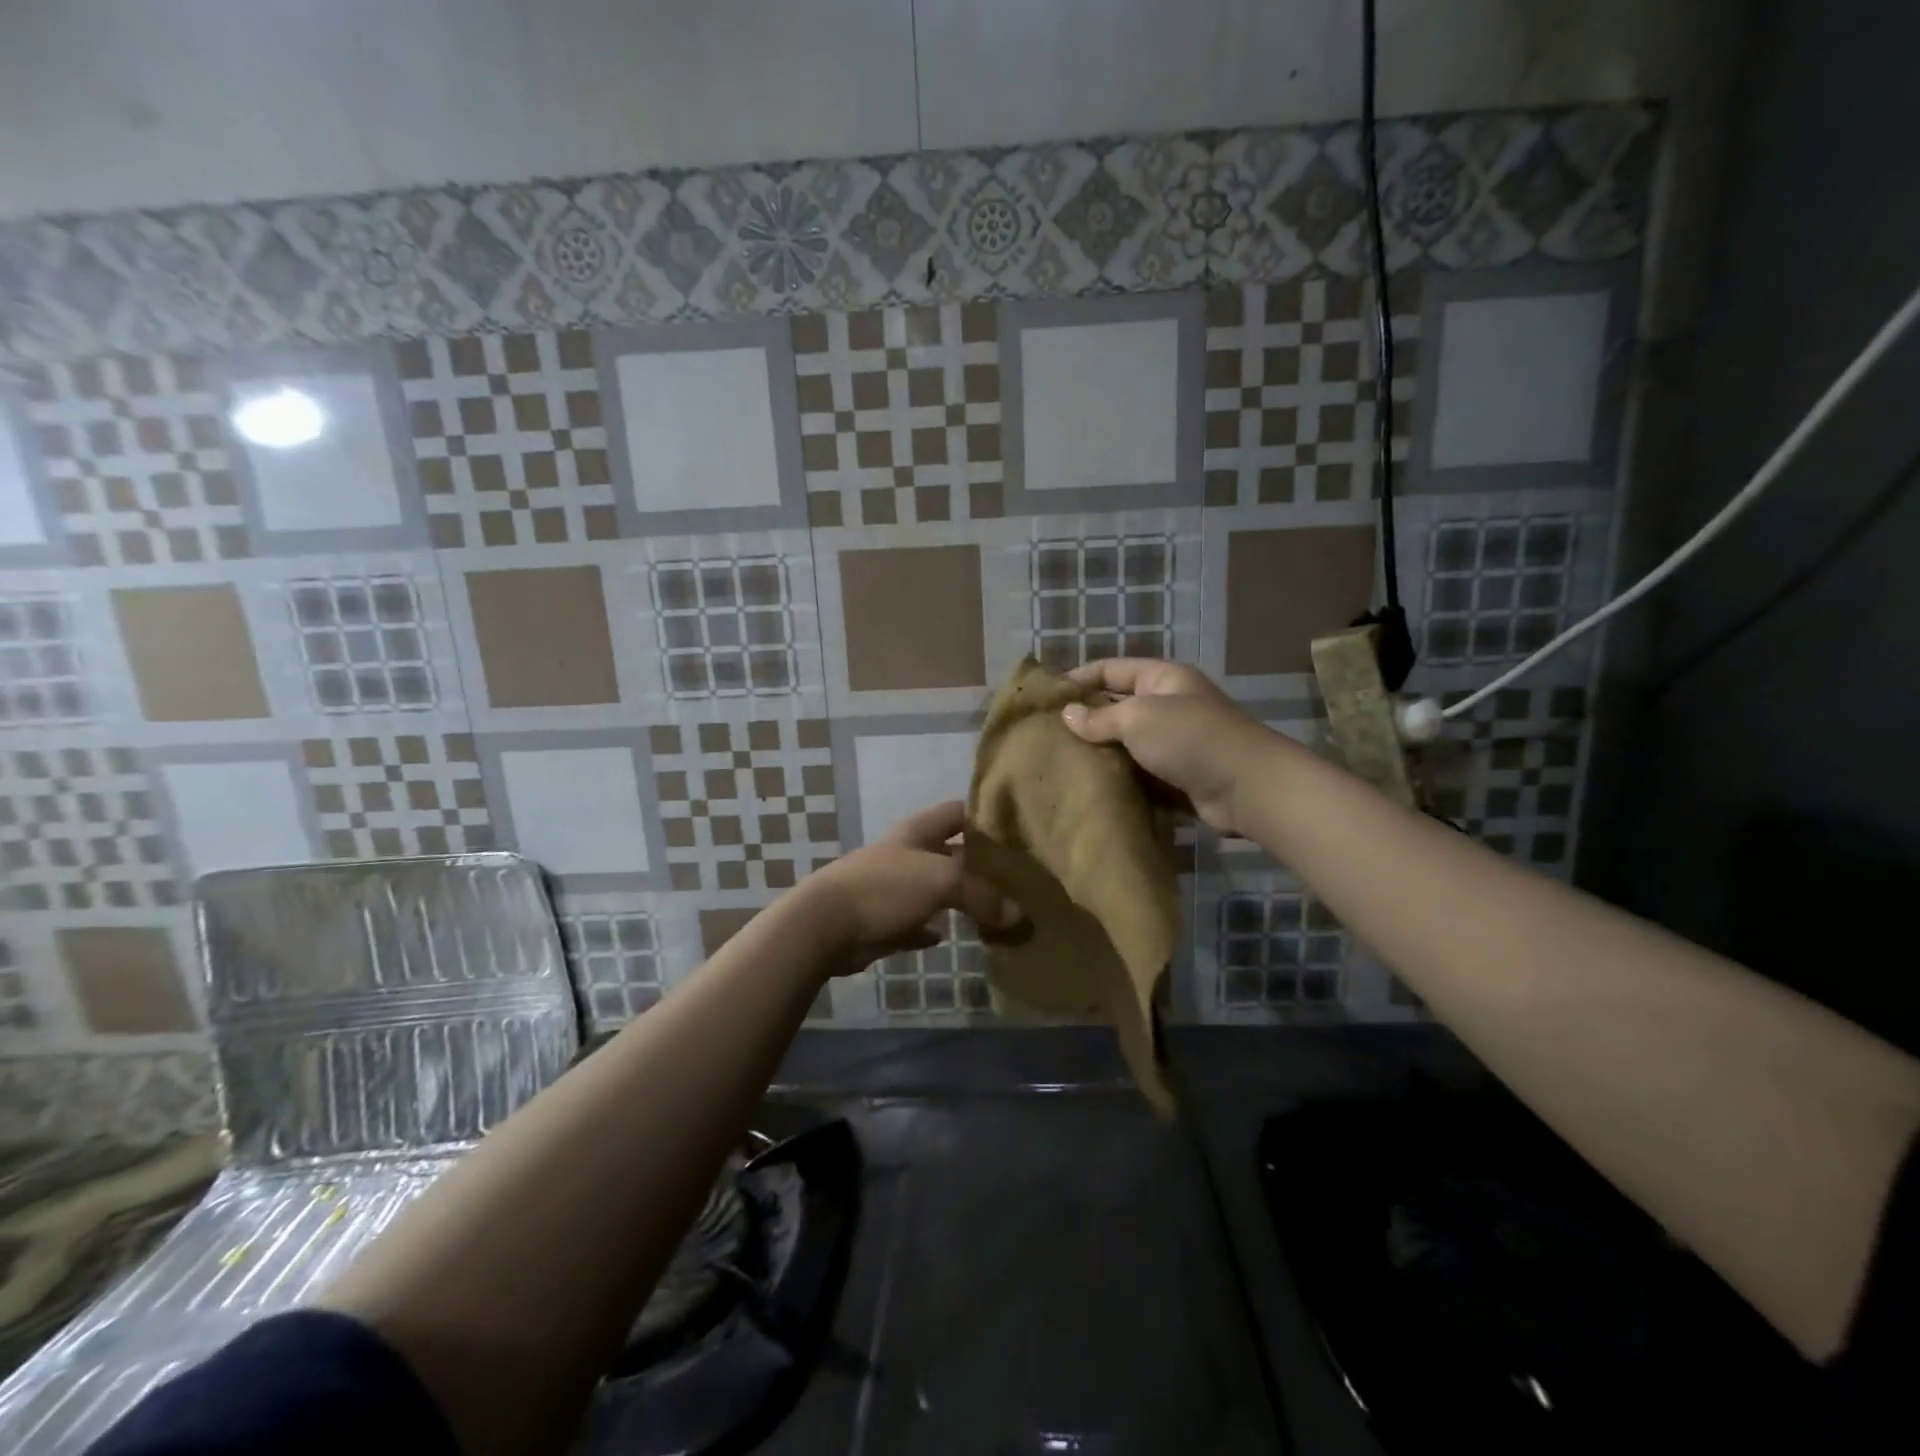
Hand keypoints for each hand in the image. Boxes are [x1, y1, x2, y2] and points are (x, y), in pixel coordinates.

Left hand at [800, 801, 1020, 974]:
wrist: (825, 925)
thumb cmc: (885, 888)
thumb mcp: (942, 880)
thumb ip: (982, 894)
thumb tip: (1017, 916)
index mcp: (919, 831)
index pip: (959, 812)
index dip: (986, 816)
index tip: (1019, 830)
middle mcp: (908, 854)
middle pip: (952, 852)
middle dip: (981, 864)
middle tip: (1018, 879)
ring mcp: (894, 888)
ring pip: (936, 889)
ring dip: (960, 898)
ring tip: (997, 911)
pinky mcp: (884, 921)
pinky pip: (917, 923)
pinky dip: (932, 929)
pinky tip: (951, 936)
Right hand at [1060, 659, 1274, 834]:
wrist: (1247, 788)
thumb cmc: (1190, 738)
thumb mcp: (1139, 718)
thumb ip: (1100, 717)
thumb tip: (1067, 715)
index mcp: (1162, 679)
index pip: (1112, 669)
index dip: (1079, 678)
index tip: (1045, 696)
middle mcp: (1168, 705)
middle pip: (1118, 706)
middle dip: (1085, 718)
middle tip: (1046, 734)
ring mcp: (1174, 742)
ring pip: (1126, 742)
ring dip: (1099, 752)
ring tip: (1059, 761)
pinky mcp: (1176, 776)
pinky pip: (1139, 772)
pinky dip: (1118, 777)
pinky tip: (1089, 786)